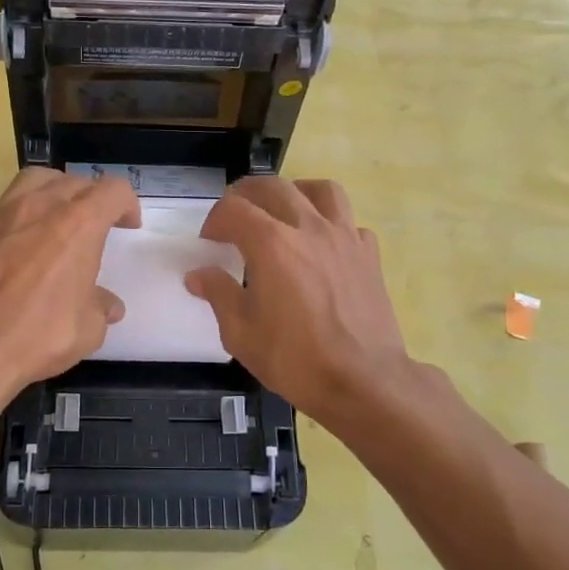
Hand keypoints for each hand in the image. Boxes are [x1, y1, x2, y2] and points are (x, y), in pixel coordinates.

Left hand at [0, 168, 139, 398]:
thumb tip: (108, 306)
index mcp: (80, 225)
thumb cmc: (40, 335)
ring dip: (48, 186)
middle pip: (73, 182)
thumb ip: (100, 308)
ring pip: (29, 179)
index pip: (113, 192)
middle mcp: (40, 208)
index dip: (126, 204)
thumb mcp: (88, 329)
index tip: (128, 225)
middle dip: (90, 196)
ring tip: (51, 205)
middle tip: (94, 221)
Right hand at [186, 178, 409, 421]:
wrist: (363, 381)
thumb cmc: (295, 359)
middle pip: (274, 187)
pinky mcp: (369, 255)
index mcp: (272, 243)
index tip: (209, 241)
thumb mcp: (241, 333)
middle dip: (247, 195)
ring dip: (295, 193)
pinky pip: (349, 222)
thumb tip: (199, 275)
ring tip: (284, 211)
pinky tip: (323, 246)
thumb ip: (218, 294)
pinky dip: (332, 224)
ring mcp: (345, 238)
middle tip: (235, 217)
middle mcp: (309, 228)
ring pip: (321, 190)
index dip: (215, 220)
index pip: (234, 209)